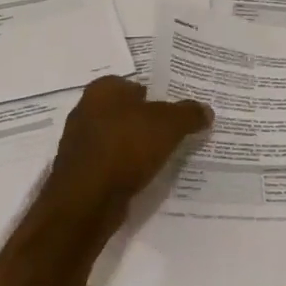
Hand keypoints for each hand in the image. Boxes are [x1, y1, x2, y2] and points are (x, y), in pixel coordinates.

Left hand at [46, 76, 210, 236]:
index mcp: (103, 89)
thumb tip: (206, 110)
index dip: (157, 96)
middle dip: (146, 122)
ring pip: (117, 139)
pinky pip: (110, 163)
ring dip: (135, 147)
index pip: (135, 84)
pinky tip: (142, 177)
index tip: (176, 111)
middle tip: (174, 133)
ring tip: (162, 157)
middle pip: (126, 112)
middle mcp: (86, 110)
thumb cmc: (126, 147)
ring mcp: (79, 143)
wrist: (86, 201)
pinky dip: (124, 168)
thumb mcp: (169, 125)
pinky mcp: (79, 172)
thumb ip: (188, 114)